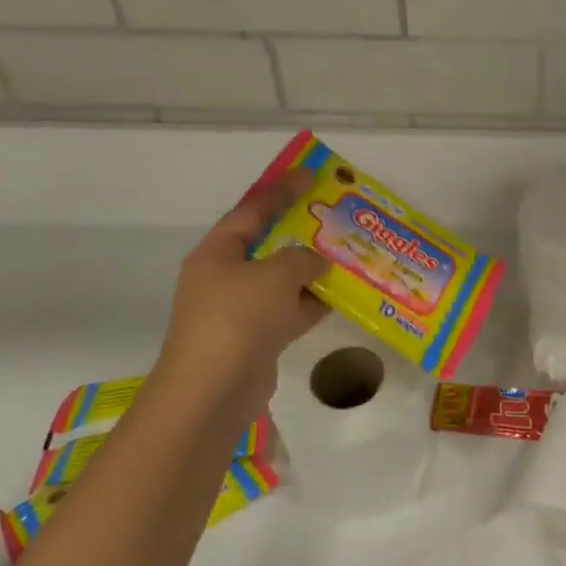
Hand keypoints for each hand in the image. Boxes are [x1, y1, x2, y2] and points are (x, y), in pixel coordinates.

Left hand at [151, 171, 328, 428]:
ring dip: (313, 272)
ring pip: (283, 281)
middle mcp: (226, 277)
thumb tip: (316, 261)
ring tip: (351, 256)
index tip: (311, 175)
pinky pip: (290, 311)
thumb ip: (302, 258)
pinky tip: (343, 297)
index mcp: (218, 252)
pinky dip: (312, 304)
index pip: (252, 210)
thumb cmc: (238, 319)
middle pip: (269, 246)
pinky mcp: (257, 339)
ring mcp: (241, 310)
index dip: (282, 190)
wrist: (214, 390)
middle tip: (337, 219)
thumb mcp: (275, 275)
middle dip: (303, 234)